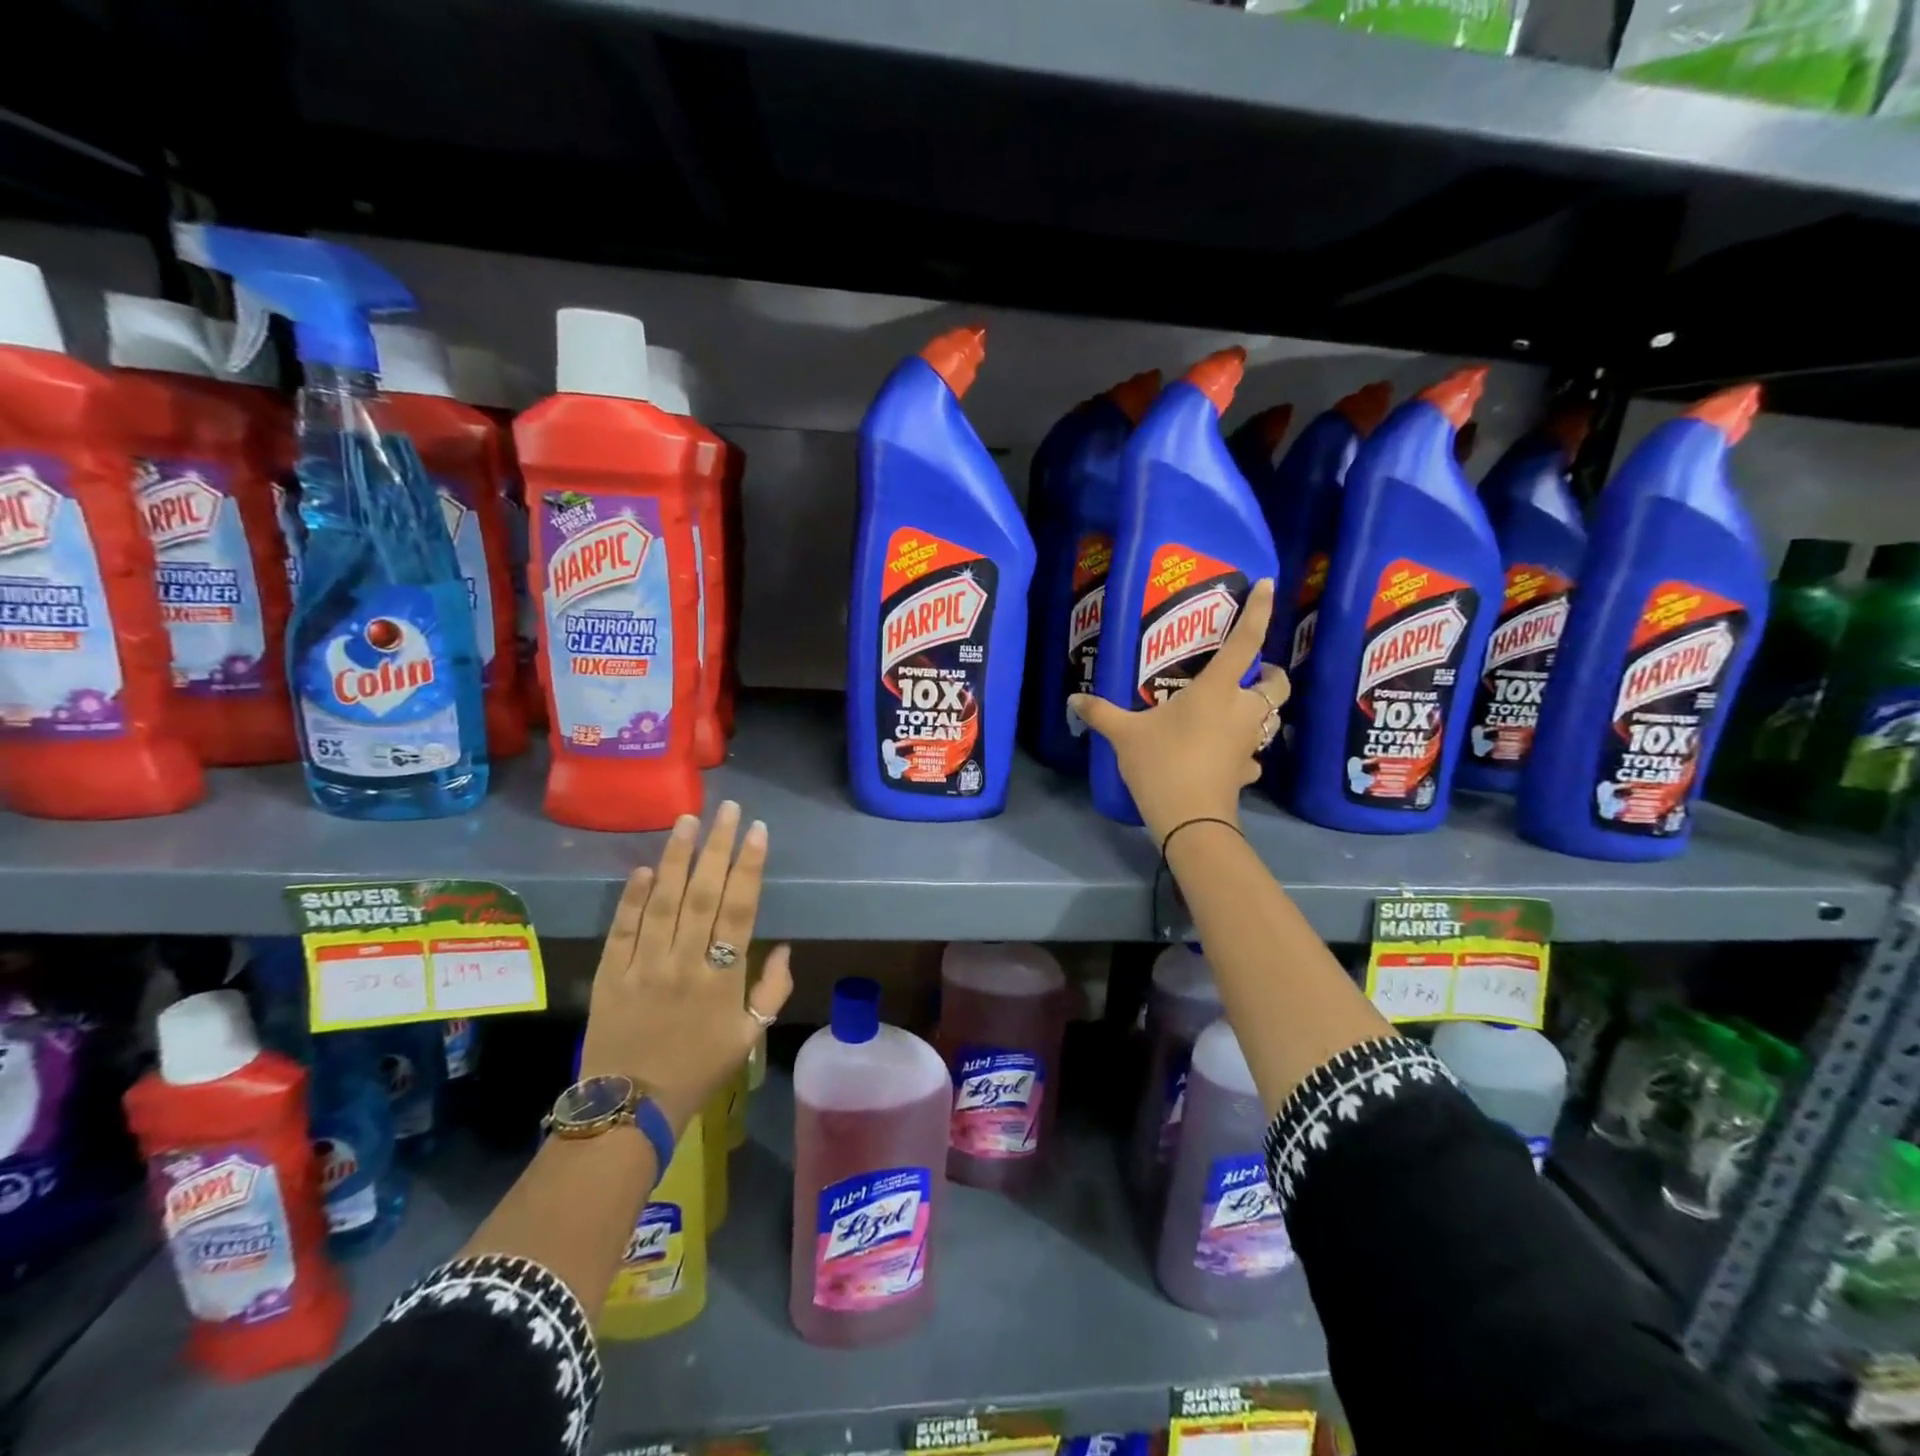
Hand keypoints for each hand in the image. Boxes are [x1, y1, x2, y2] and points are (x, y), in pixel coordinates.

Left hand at [578, 801, 793, 1135]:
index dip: (750, 866)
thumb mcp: (749, 1036)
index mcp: (723, 977)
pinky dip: (631, 897)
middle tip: (728, 809)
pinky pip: (622, 929)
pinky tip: (643, 868)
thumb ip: (772, 990)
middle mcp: (685, 962)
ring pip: (663, 902)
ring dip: (676, 858)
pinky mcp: (610, 974)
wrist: (630, 1109)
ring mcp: (644, 966)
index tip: (757, 830)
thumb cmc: (698, 1070)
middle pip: (704, 894)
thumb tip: (785, 947)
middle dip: (718, 847)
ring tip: (687, 820)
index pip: (741, 909)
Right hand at [1070, 579, 1287, 844]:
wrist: (1190, 820)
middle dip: (1271, 674)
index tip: (1267, 585)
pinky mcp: (1247, 771)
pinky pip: (1254, 754)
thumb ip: (1101, 713)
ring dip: (1262, 710)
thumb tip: (1073, 698)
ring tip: (1238, 709)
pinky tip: (1229, 756)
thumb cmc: (1162, 764)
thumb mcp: (1125, 735)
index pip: (1245, 641)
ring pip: (1271, 718)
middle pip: (1277, 684)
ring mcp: (1249, 743)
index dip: (1259, 611)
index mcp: (1216, 690)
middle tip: (1251, 673)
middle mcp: (1241, 710)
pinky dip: (1246, 751)